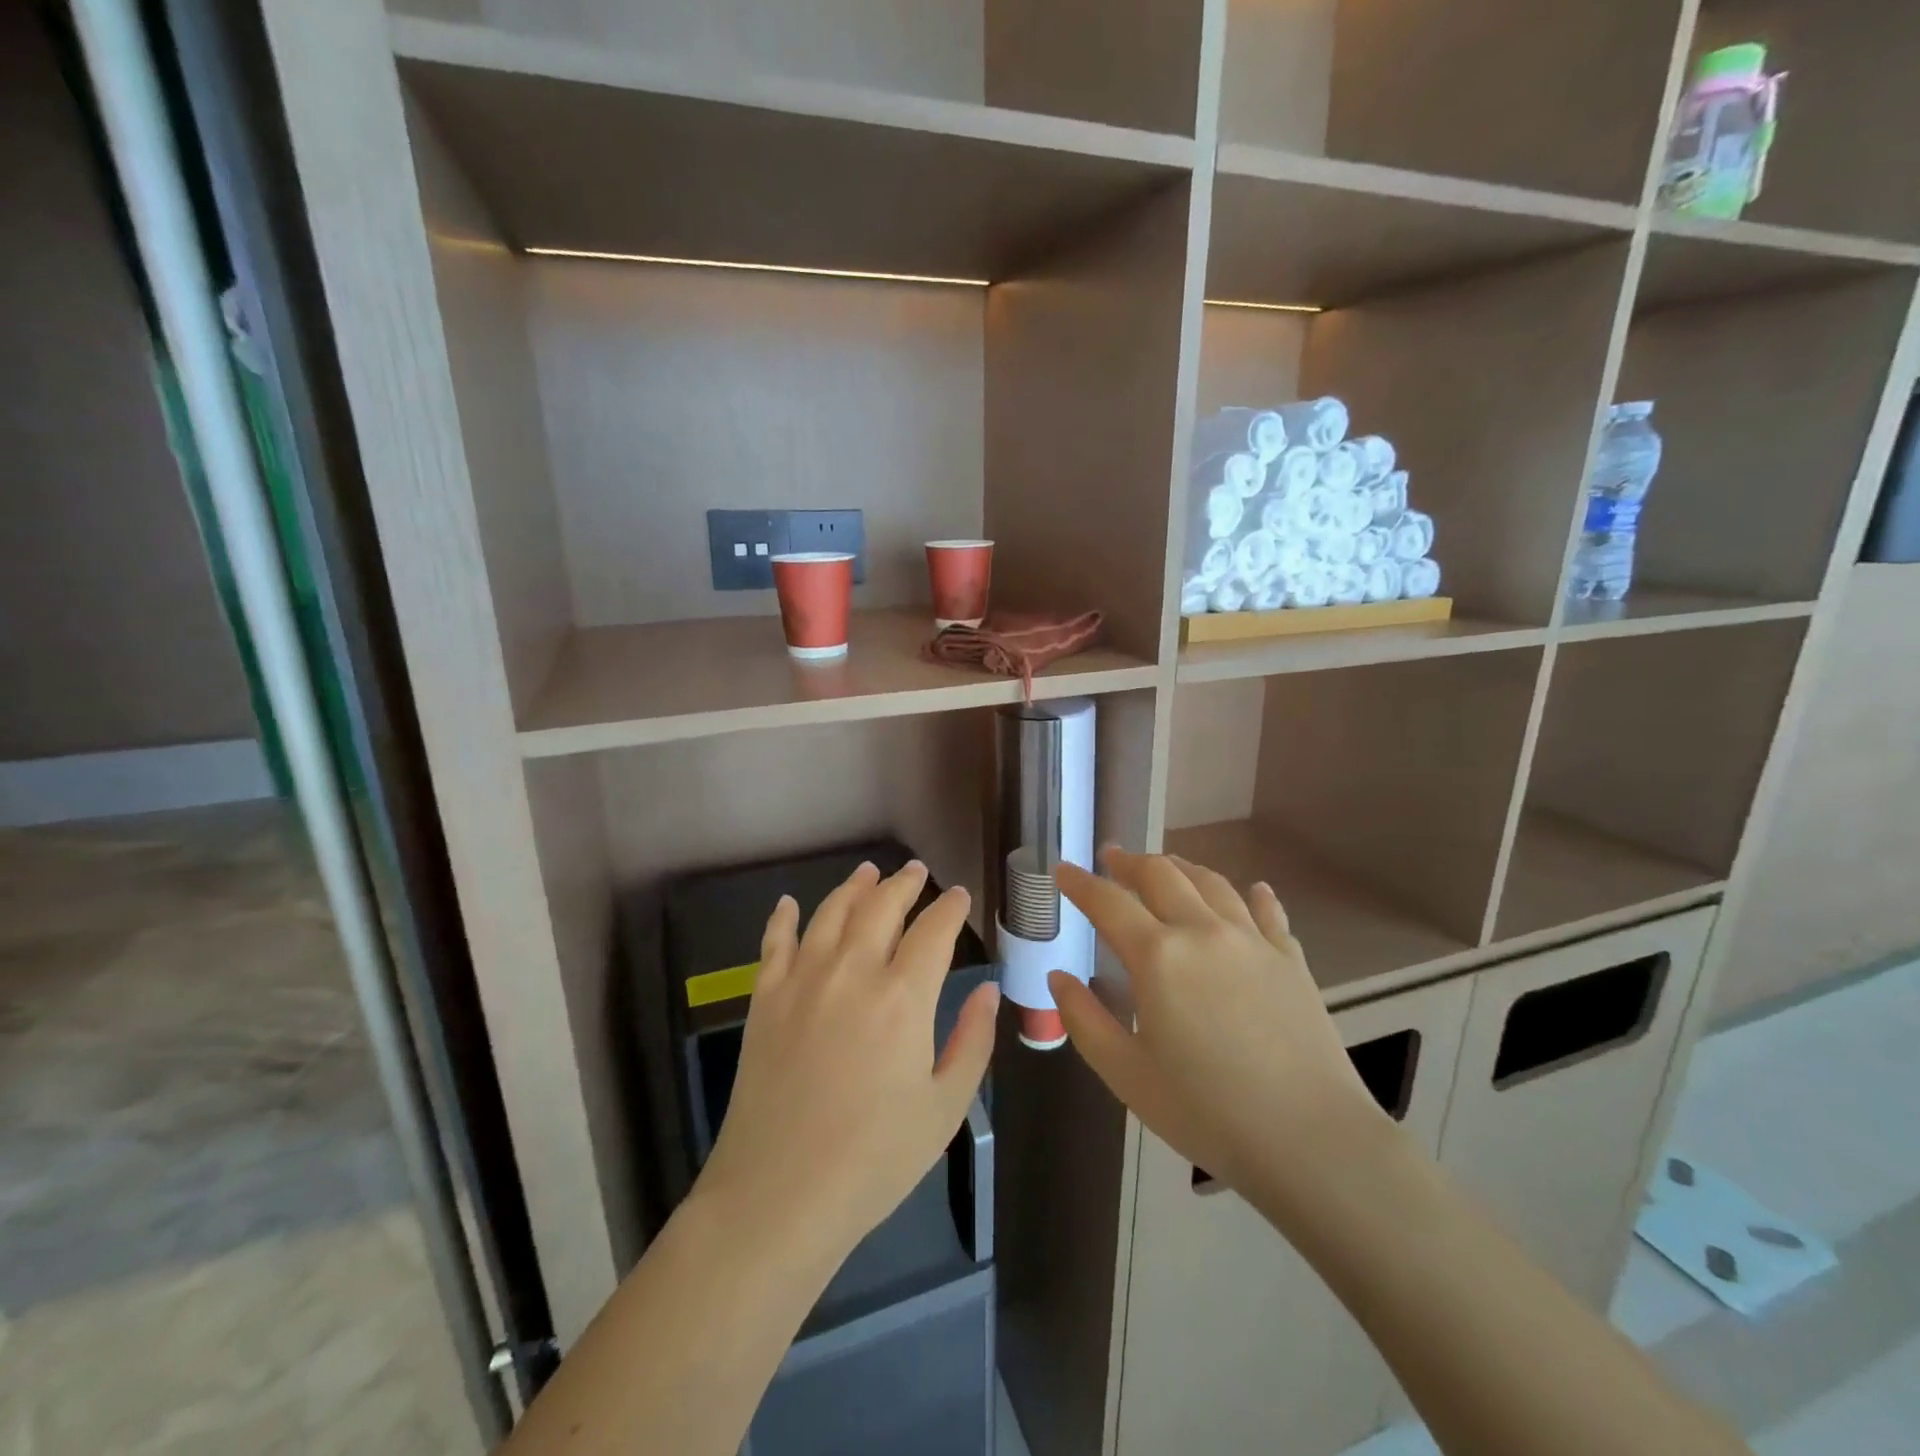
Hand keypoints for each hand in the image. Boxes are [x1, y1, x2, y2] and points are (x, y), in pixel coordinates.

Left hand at [695, 860, 999, 1269]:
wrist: (779, 1195)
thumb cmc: (874, 1160)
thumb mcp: (944, 1108)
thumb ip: (972, 1041)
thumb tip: (989, 991)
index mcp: (903, 997)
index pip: (934, 931)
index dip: (950, 908)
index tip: (959, 896)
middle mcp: (853, 971)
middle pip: (881, 906)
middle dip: (905, 883)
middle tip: (917, 872)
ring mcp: (803, 980)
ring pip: (831, 912)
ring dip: (853, 887)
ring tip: (868, 872)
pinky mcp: (764, 999)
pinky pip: (774, 943)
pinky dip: (782, 918)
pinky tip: (787, 903)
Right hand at [1049, 848, 1389, 1199]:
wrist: (1311, 1139)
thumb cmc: (1206, 1111)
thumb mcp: (1126, 1074)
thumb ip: (1084, 1019)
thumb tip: (1058, 977)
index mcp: (1157, 956)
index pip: (1108, 903)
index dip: (1080, 883)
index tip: (1063, 870)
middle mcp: (1203, 931)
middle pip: (1161, 875)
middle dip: (1129, 862)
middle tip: (1112, 858)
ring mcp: (1252, 941)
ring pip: (1211, 883)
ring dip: (1182, 867)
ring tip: (1167, 866)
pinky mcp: (1291, 959)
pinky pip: (1268, 912)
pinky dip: (1254, 895)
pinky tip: (1254, 891)